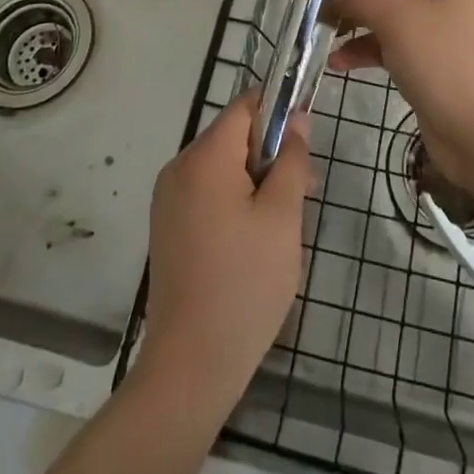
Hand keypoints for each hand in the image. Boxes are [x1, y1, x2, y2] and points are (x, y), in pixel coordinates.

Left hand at [137, 91, 309, 408]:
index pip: (246, 106)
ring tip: (283, 226)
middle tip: (304, 194)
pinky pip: (207, 193)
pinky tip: (254, 243)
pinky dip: (234, 202)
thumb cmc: (245, 284)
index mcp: (204, 157)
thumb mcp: (283, 216)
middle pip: (233, 137)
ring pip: (222, 168)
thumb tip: (297, 119)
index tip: (305, 146)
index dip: (280, 113)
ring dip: (255, 182)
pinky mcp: (167, 228)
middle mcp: (179, 168)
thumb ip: (292, 160)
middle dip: (271, 155)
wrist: (189, 367)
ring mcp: (168, 200)